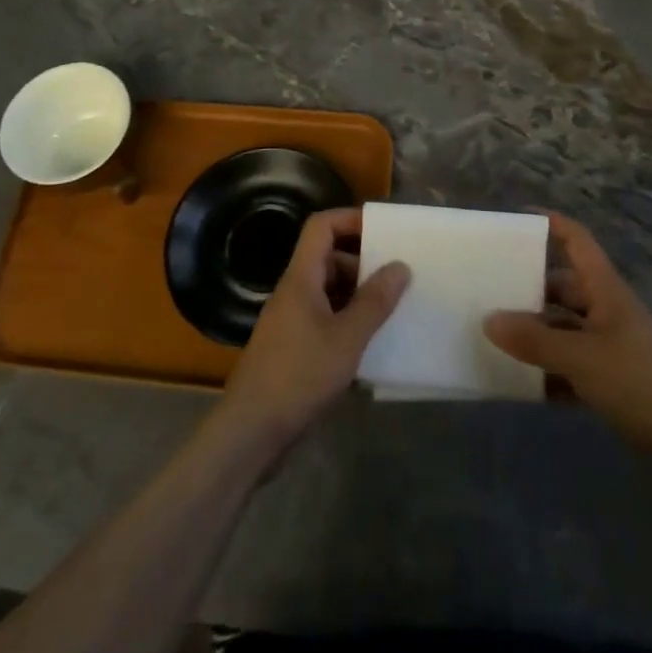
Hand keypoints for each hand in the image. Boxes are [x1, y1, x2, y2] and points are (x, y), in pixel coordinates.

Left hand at [215, 207, 409, 453]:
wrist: (251, 432)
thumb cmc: (299, 376)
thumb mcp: (346, 339)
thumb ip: (374, 301)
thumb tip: (400, 265)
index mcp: (301, 278)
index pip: (321, 227)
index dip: (351, 220)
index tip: (385, 230)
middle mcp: (293, 292)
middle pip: (327, 258)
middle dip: (362, 261)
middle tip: (398, 275)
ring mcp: (290, 321)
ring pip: (328, 291)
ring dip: (357, 294)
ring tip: (392, 308)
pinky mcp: (292, 349)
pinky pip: (324, 319)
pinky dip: (348, 322)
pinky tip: (371, 344)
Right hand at [484, 213, 651, 484]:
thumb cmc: (638, 384)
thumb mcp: (581, 358)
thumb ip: (534, 340)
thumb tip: (488, 320)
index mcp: (606, 290)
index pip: (577, 241)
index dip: (550, 224)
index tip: (515, 219)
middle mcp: (608, 310)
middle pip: (563, 286)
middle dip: (529, 287)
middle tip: (490, 290)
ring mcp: (611, 345)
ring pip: (564, 326)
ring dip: (536, 332)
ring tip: (497, 336)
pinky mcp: (612, 378)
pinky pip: (571, 362)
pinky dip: (548, 367)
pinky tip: (522, 380)